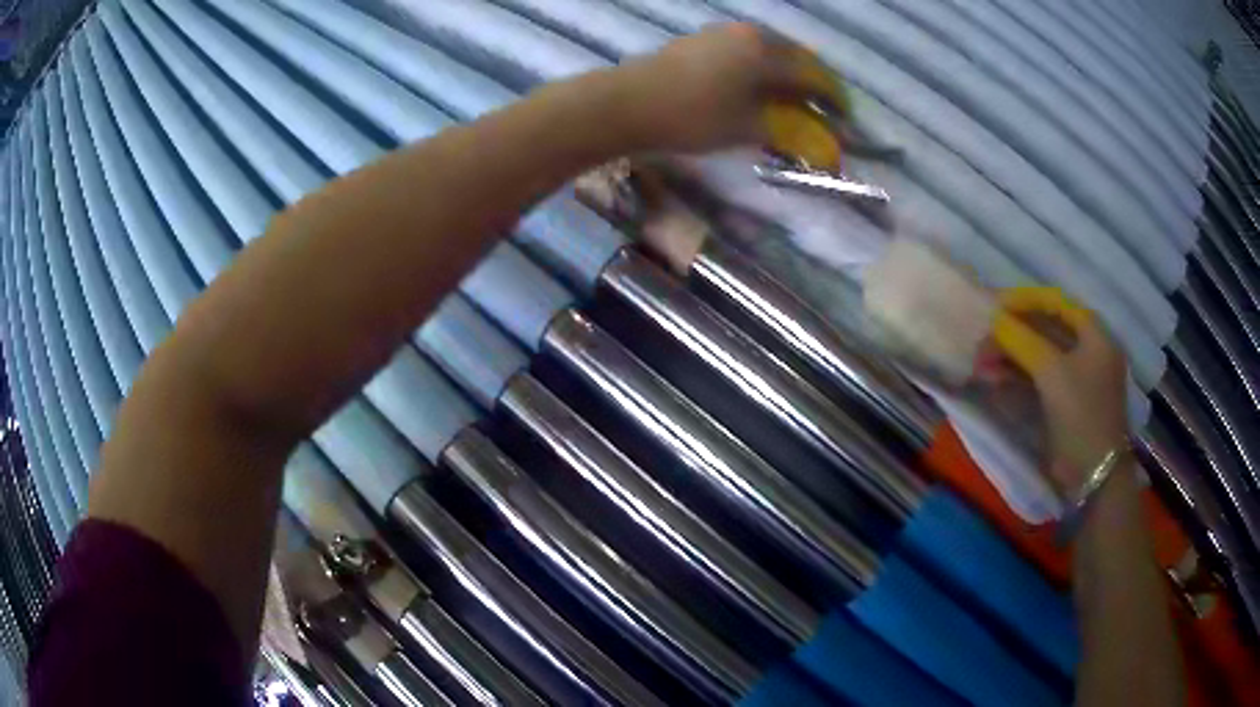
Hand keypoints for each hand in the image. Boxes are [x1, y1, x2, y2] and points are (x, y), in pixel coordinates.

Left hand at [619, 23, 845, 156]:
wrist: (627, 102)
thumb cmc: (693, 116)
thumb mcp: (746, 128)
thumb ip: (789, 130)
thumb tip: (824, 143)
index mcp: (767, 53)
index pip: (814, 75)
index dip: (834, 99)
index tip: (846, 119)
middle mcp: (750, 34)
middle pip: (795, 56)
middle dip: (814, 82)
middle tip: (823, 108)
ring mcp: (723, 33)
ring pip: (770, 49)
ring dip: (788, 72)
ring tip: (794, 98)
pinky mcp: (702, 40)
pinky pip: (747, 49)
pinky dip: (763, 66)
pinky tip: (758, 85)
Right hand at [992, 289, 1129, 489]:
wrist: (1093, 474)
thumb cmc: (1081, 414)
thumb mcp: (1052, 373)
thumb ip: (1023, 341)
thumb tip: (994, 320)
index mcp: (1094, 334)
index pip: (1056, 303)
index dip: (1025, 300)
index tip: (994, 306)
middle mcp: (1087, 350)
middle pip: (1046, 329)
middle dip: (1013, 333)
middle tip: (983, 339)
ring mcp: (1076, 377)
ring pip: (1039, 356)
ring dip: (1010, 356)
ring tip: (981, 363)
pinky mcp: (1064, 401)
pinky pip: (1039, 379)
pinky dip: (1017, 377)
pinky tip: (994, 380)